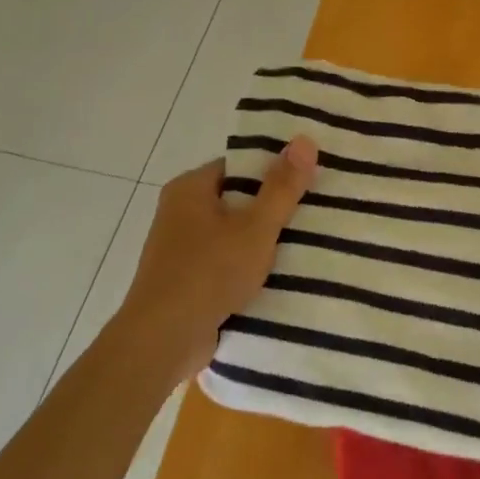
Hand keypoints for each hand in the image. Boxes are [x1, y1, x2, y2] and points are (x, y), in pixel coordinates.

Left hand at [111, 137, 318, 383]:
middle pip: (237, 200)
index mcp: (189, 189)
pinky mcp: (186, 280)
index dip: (273, 170)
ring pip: (233, 235)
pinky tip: (280, 276)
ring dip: (262, 242)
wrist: (163, 340)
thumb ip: (282, 187)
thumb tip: (305, 139)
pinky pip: (225, 263)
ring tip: (307, 243)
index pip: (239, 167)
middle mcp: (179, 213)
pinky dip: (248, 267)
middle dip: (273, 208)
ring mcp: (180, 249)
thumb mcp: (255, 227)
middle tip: (316, 211)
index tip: (308, 180)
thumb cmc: (208, 273)